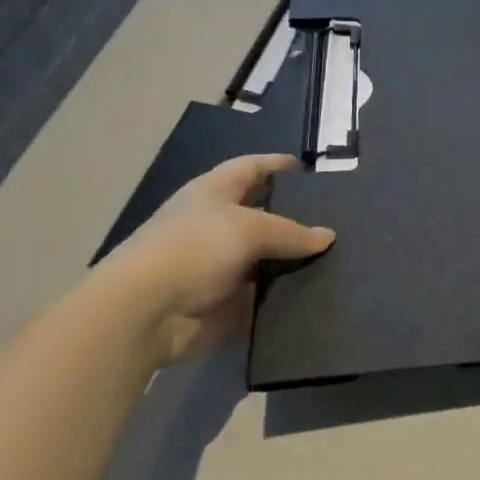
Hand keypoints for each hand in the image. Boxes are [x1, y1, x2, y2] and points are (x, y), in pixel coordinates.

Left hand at [100, 154, 333, 366]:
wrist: (144, 314)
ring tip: (335, 257)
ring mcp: (217, 265)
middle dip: (293, 216)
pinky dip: (282, 294)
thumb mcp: (250, 229)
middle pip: (261, 213)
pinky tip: (316, 291)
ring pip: (264, 256)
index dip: (277, 165)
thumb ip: (292, 231)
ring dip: (290, 259)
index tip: (310, 170)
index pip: (251, 168)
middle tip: (335, 220)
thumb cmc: (194, 249)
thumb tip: (327, 236)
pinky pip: (260, 294)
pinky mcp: (221, 302)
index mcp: (213, 192)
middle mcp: (214, 224)